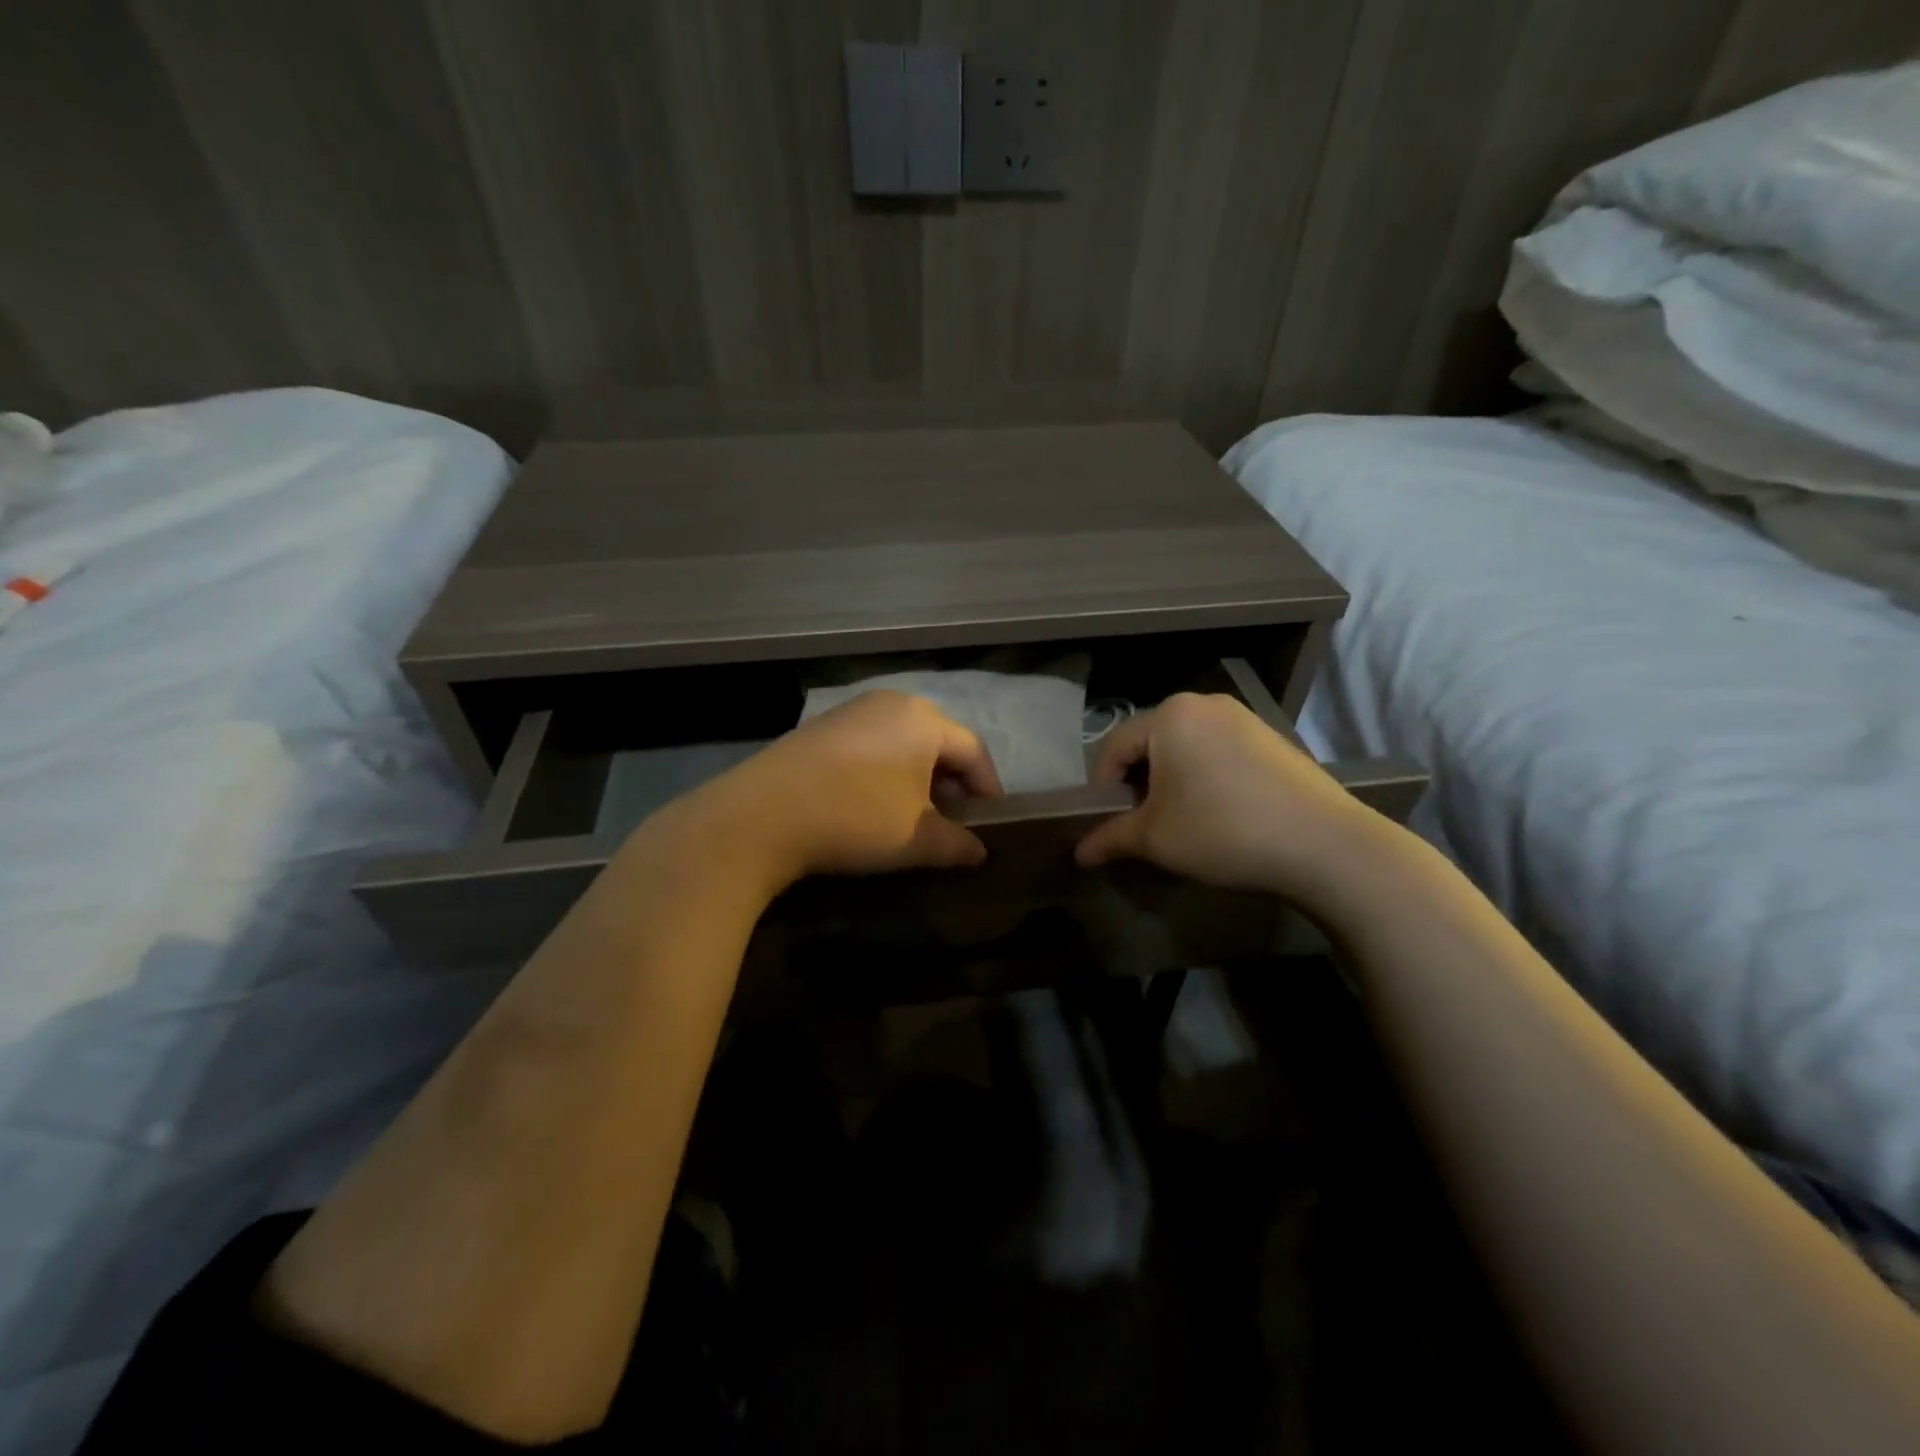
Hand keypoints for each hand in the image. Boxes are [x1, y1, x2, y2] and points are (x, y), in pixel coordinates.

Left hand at [677, 690, 1003, 886]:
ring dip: (917, 775)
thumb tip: (980, 852)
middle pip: (938, 740)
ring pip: (903, 740)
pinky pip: (871, 743)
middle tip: (954, 817)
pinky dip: (885, 769)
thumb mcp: (916, 840)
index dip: (988, 787)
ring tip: (914, 812)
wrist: (762, 815)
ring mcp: (852, 710)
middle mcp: (892, 703)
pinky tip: (873, 800)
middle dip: (952, 780)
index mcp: (924, 721)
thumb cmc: (856, 819)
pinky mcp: (821, 725)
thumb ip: (957, 844)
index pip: (973, 751)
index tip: (991, 819)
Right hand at [1074, 692, 1381, 902]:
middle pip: (1149, 744)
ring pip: (1184, 748)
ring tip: (1179, 823)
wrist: (1324, 844)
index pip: (1113, 748)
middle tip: (1142, 826)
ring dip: (1170, 783)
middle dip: (1138, 785)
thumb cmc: (1222, 831)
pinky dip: (1203, 778)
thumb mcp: (1155, 838)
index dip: (1102, 790)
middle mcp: (1203, 703)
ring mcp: (1243, 717)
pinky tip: (1218, 813)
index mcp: (1169, 715)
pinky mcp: (1271, 737)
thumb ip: (1110, 838)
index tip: (1106, 825)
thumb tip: (1079, 853)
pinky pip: (1217, 752)